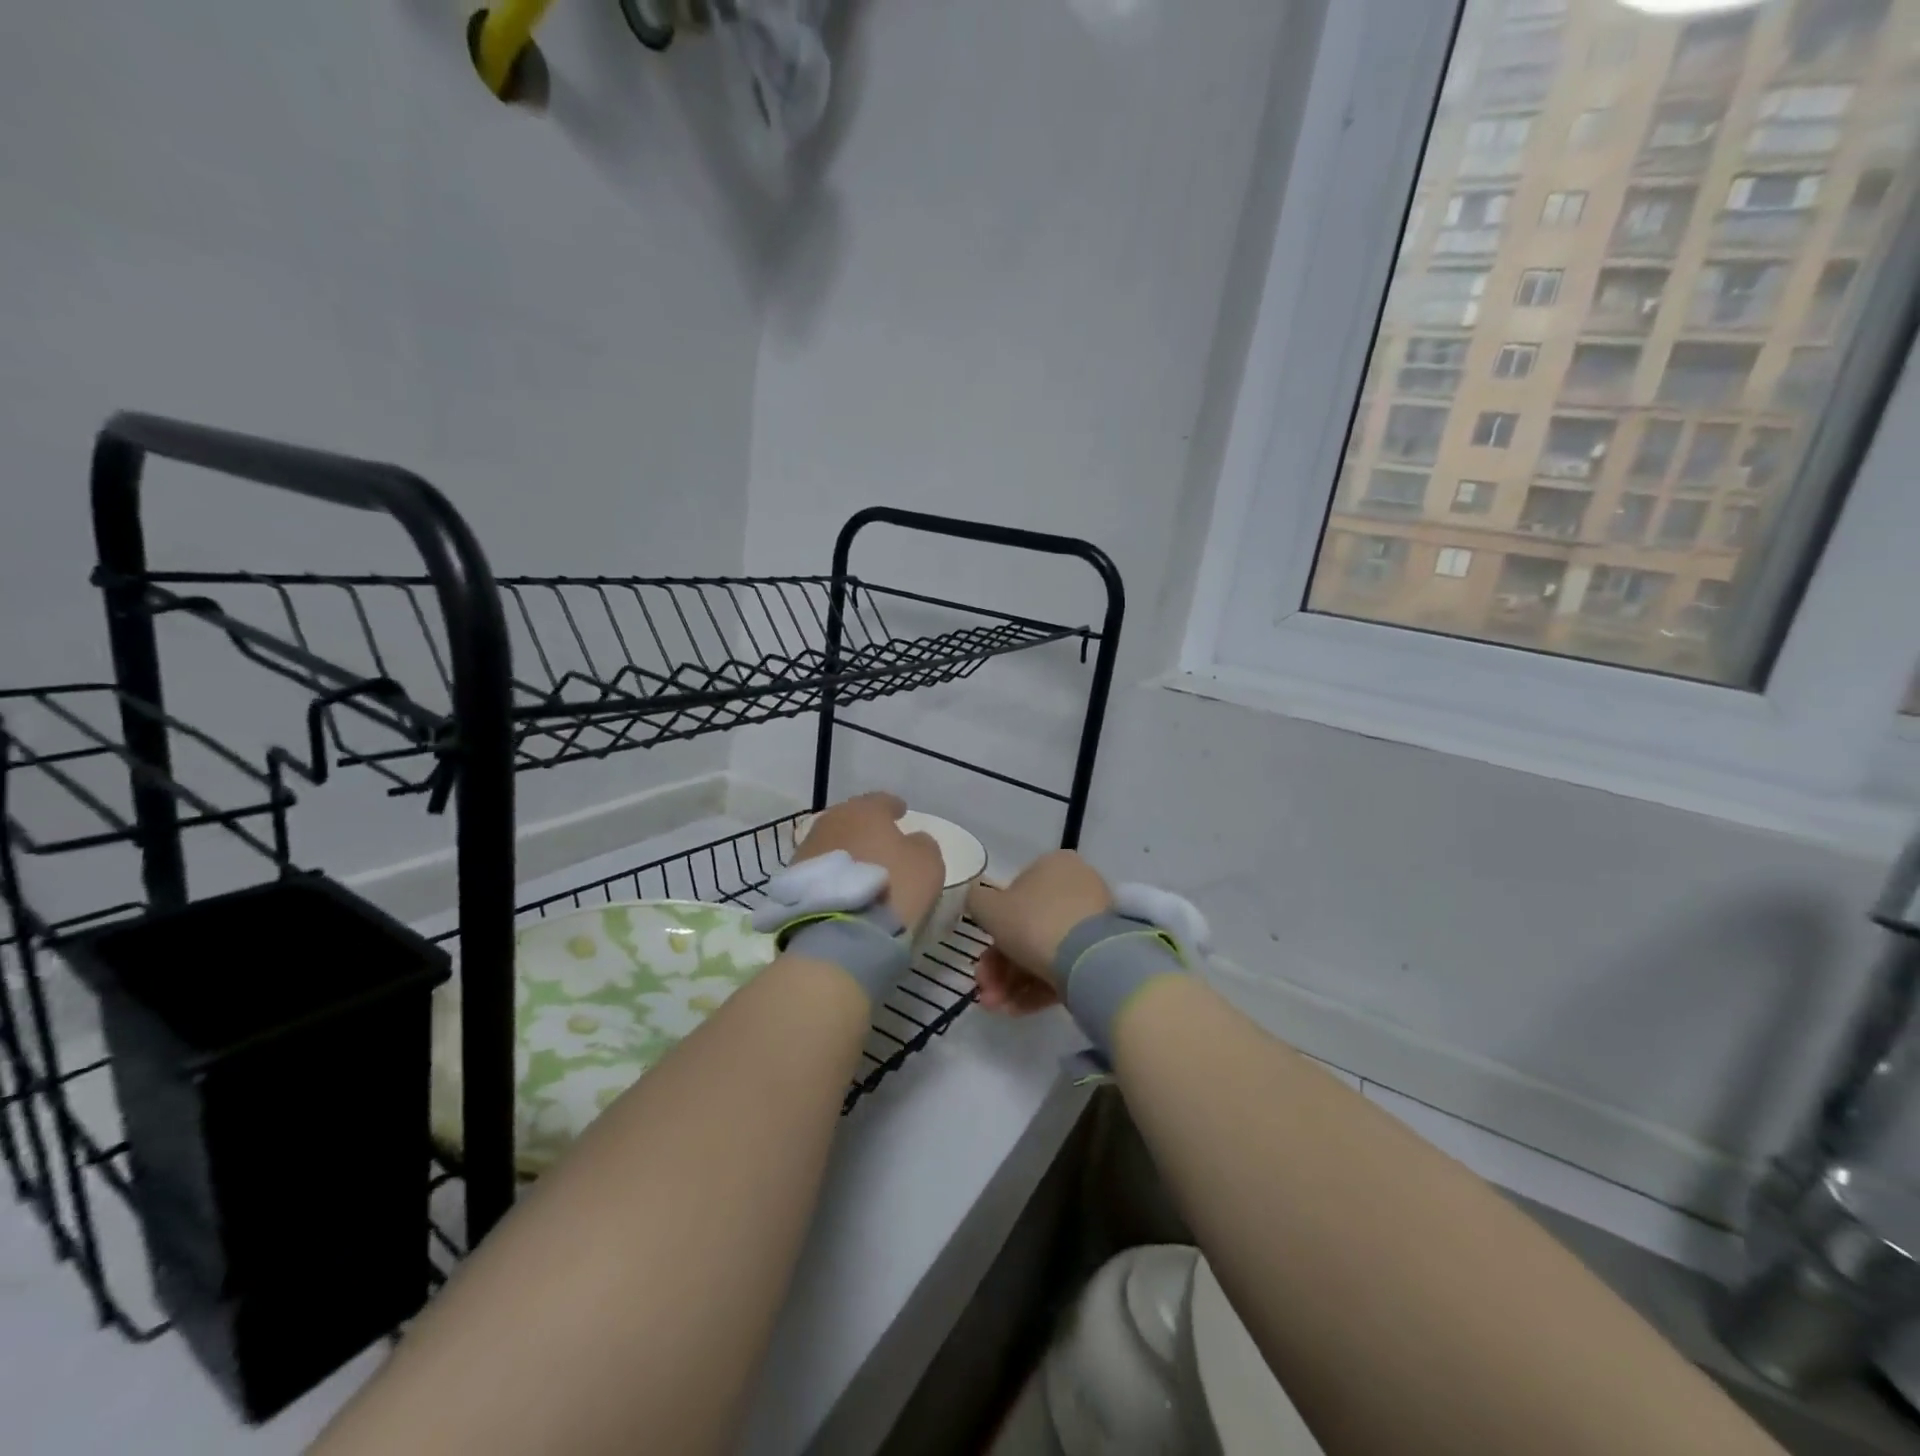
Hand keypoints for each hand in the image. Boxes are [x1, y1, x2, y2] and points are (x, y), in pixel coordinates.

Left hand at [792, 793, 943, 930]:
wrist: (839, 932)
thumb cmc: (892, 887)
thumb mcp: (927, 863)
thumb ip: (922, 844)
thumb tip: (914, 841)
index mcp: (864, 810)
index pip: (881, 801)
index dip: (893, 806)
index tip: (901, 812)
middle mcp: (831, 821)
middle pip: (852, 819)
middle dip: (865, 828)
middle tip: (880, 840)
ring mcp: (807, 849)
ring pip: (833, 843)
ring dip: (847, 851)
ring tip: (860, 868)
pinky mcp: (793, 880)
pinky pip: (821, 869)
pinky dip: (833, 874)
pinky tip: (843, 887)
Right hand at [965, 851, 1113, 1014]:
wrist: (1088, 958)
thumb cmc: (1033, 921)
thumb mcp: (988, 907)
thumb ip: (976, 901)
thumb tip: (979, 901)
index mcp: (1053, 866)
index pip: (1015, 894)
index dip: (992, 927)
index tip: (979, 956)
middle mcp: (1076, 888)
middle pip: (1028, 929)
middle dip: (999, 965)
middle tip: (984, 989)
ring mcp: (1092, 924)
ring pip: (1043, 953)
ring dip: (1012, 983)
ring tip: (996, 1007)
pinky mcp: (1102, 957)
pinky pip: (1063, 970)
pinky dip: (1037, 990)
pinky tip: (1015, 1010)